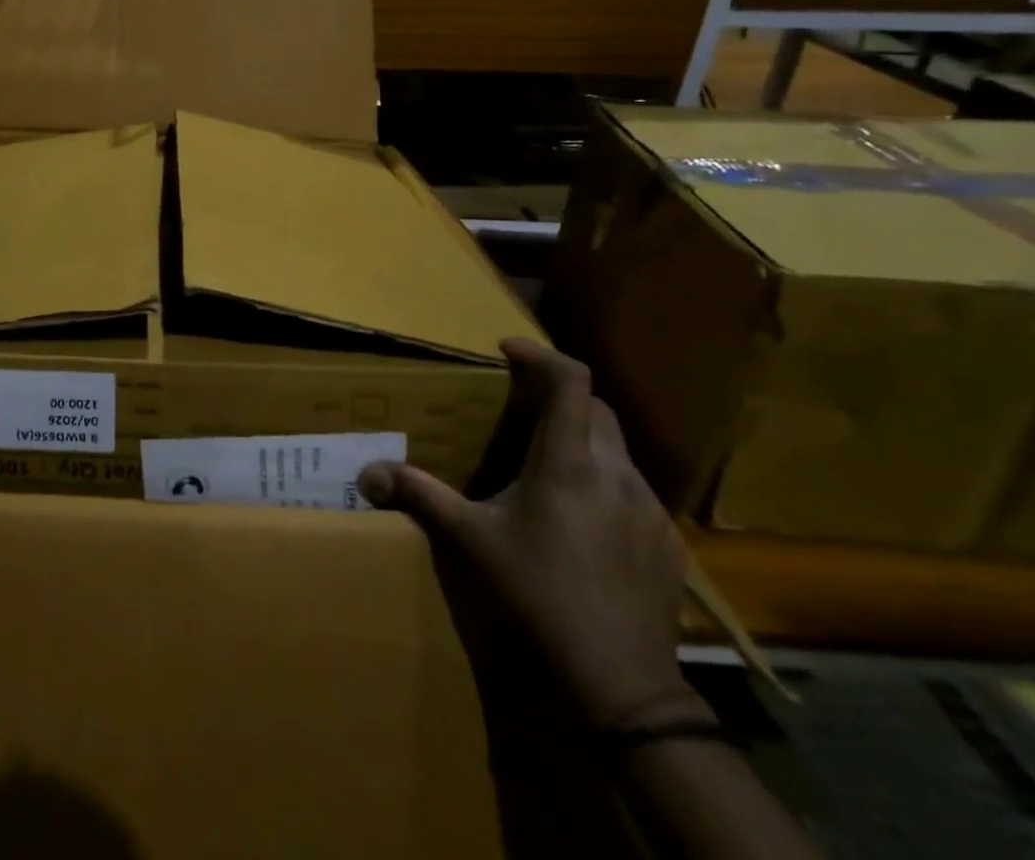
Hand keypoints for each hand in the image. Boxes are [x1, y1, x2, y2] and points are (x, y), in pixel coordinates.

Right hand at [360, 339, 705, 731]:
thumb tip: (368, 473)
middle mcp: (616, 472)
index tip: (508, 350)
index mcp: (569, 461)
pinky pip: (633, 490)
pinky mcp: (666, 542)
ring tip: (545, 464)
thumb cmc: (539, 595)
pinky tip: (581, 519)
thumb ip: (421, 497)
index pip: (571, 380)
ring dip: (582, 439)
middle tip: (520, 407)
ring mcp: (648, 508)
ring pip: (617, 449)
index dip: (540, 353)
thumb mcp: (471, 542)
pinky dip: (604, 482)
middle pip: (595, 407)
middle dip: (558, 395)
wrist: (622, 684)